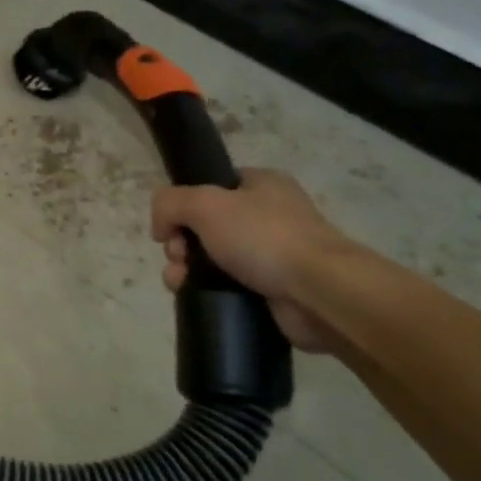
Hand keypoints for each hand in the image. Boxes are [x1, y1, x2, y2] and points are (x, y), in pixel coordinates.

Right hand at [151, 169, 352, 353]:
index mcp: (261, 184)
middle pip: (204, 225)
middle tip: (179, 257)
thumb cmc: (263, 237)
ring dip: (186, 269)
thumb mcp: (204, 204)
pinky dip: (207, 290)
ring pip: (212, 257)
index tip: (171, 227)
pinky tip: (192, 296)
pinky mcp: (273, 289)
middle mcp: (269, 214)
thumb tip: (161, 227)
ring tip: (179, 283)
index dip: (183, 204)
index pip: (210, 186)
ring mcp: (273, 253)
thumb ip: (170, 203)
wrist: (319, 293)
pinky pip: (228, 285)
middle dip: (180, 242)